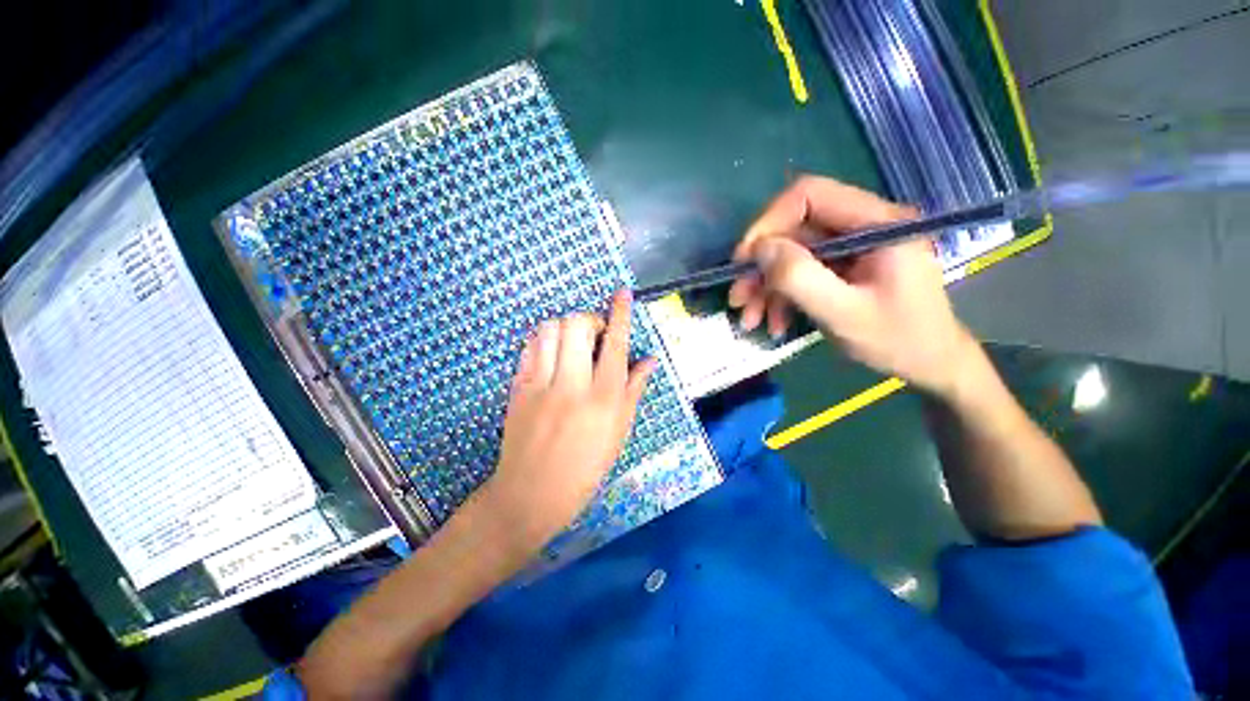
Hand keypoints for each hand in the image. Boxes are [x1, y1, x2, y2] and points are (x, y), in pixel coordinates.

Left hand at [478, 290, 654, 556]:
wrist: (531, 493)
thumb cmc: (585, 467)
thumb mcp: (619, 431)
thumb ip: (635, 389)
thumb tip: (649, 359)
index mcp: (604, 398)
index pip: (615, 343)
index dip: (620, 313)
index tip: (622, 293)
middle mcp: (572, 384)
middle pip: (576, 323)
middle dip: (589, 320)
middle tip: (594, 337)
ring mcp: (540, 384)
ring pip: (549, 328)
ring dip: (565, 328)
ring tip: (572, 345)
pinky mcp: (517, 387)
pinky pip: (529, 347)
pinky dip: (544, 341)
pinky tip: (551, 357)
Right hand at [727, 175, 977, 395]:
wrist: (929, 364)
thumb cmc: (897, 340)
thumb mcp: (844, 313)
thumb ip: (801, 278)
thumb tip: (759, 249)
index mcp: (876, 222)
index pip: (809, 195)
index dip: (768, 222)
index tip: (743, 260)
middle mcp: (862, 225)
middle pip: (793, 229)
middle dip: (760, 266)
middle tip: (738, 298)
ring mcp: (850, 247)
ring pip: (790, 254)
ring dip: (764, 286)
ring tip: (751, 319)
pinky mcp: (841, 266)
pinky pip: (799, 273)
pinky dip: (780, 297)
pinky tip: (774, 322)